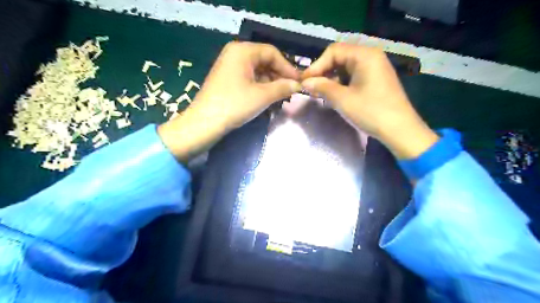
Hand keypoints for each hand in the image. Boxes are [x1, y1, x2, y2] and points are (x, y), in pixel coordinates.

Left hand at [159, 41, 301, 162]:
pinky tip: (268, 97)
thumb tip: (298, 84)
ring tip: (282, 95)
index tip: (299, 81)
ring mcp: (229, 66)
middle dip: (279, 75)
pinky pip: (249, 78)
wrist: (205, 123)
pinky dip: (260, 86)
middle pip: (264, 60)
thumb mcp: (262, 96)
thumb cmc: (234, 105)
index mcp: (242, 51)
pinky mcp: (227, 79)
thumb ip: (283, 87)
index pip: (272, 53)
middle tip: (291, 90)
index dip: (287, 67)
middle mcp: (235, 54)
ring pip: (257, 70)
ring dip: (271, 82)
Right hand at [302, 44, 435, 159]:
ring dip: (331, 79)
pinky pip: (353, 76)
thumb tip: (304, 82)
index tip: (304, 81)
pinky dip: (341, 84)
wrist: (400, 130)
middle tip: (311, 88)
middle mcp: (371, 56)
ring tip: (320, 93)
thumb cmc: (371, 112)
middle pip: (339, 57)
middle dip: (323, 72)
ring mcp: (375, 68)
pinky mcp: (375, 80)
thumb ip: (322, 87)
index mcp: (364, 55)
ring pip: (345, 68)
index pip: (333, 51)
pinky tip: (335, 95)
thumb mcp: (342, 99)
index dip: (316, 65)